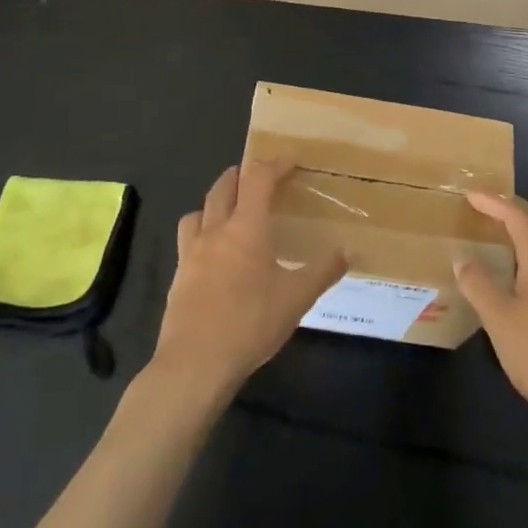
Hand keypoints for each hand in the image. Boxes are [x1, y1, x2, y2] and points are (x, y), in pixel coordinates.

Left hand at [151, 163, 346, 400]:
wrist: (194, 363)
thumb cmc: (250, 324)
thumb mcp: (296, 299)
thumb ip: (323, 271)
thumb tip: (348, 251)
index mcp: (247, 227)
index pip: (258, 178)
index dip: (275, 165)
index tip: (290, 163)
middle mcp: (216, 230)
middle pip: (224, 185)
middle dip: (243, 174)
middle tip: (261, 179)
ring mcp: (192, 251)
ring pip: (199, 209)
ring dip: (217, 201)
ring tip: (231, 211)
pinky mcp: (179, 274)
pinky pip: (188, 237)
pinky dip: (201, 230)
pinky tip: (213, 252)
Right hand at [456, 193, 527, 431]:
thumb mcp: (499, 319)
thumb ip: (478, 285)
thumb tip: (461, 257)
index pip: (518, 218)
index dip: (494, 203)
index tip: (469, 194)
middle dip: (515, 208)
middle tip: (488, 204)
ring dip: (526, 229)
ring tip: (501, 232)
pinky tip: (519, 273)